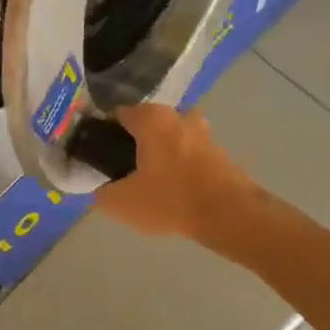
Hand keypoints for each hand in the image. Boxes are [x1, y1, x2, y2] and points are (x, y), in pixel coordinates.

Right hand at [93, 104, 260, 240]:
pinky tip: (176, 191)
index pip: (118, 116)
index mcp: (152, 118)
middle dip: (136, 145)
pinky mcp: (221, 152)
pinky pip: (191, 154)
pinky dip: (181, 166)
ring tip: (152, 184)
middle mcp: (179, 115)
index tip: (101, 158)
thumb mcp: (122, 203)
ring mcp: (204, 132)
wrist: (229, 214)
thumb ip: (102, 193)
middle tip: (126, 173)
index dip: (105, 135)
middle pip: (147, 126)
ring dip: (161, 155)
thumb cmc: (170, 199)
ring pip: (171, 139)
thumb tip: (99, 190)